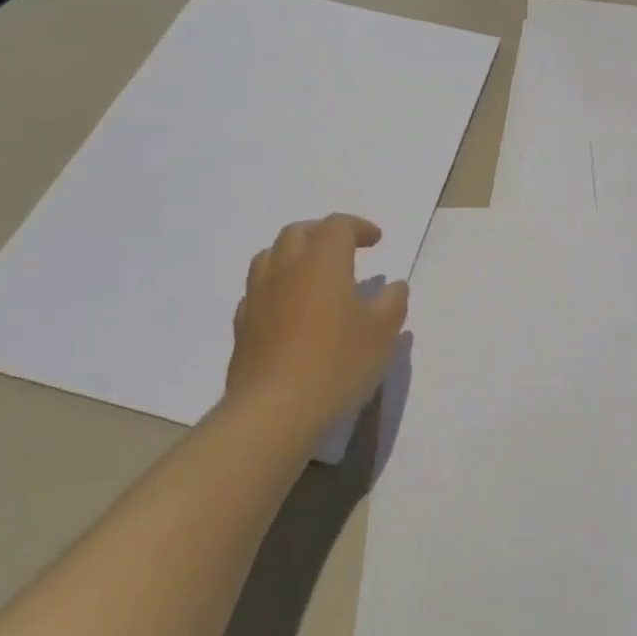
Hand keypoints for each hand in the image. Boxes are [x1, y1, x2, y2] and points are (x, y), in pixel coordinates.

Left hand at [226, 214, 408, 441]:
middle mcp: (286, 268)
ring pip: (270, 255)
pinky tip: (287, 308)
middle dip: (323, 233)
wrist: (274, 410)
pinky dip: (275, 287)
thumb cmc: (337, 363)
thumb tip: (394, 286)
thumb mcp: (382, 334)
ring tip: (311, 273)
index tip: (377, 241)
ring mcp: (258, 295)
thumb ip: (392, 303)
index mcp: (323, 261)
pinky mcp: (243, 324)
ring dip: (293, 254)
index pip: (337, 226)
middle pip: (299, 232)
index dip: (359, 227)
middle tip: (344, 249)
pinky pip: (257, 290)